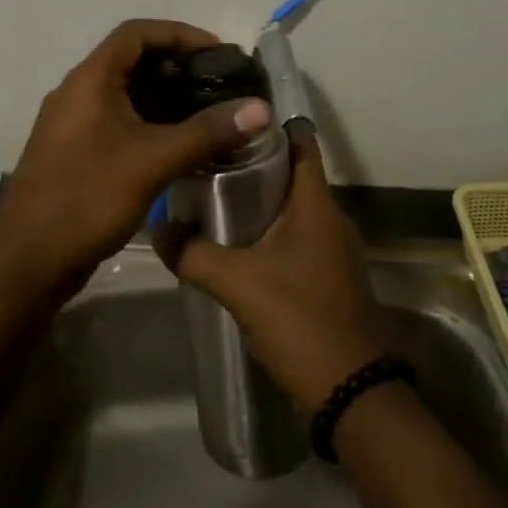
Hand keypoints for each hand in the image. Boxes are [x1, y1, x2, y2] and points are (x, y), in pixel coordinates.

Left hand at [0, 20, 272, 290]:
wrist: (28, 260)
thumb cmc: (87, 198)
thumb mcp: (153, 161)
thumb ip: (207, 132)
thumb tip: (261, 109)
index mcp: (90, 80)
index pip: (137, 33)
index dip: (180, 35)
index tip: (219, 54)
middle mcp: (80, 93)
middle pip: (134, 62)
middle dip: (180, 70)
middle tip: (222, 88)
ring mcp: (76, 125)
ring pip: (128, 96)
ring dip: (169, 101)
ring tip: (212, 116)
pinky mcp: (79, 153)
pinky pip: (121, 125)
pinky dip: (154, 126)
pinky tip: (184, 147)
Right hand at [159, 132, 387, 413]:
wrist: (350, 389)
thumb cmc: (299, 318)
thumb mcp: (237, 283)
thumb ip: (193, 253)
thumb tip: (158, 228)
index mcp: (316, 205)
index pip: (300, 142)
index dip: (268, 125)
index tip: (229, 118)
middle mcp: (330, 218)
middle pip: (290, 174)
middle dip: (251, 163)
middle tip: (205, 158)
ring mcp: (332, 249)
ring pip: (291, 208)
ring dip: (257, 201)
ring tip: (210, 196)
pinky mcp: (327, 275)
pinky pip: (294, 237)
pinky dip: (266, 231)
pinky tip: (233, 244)